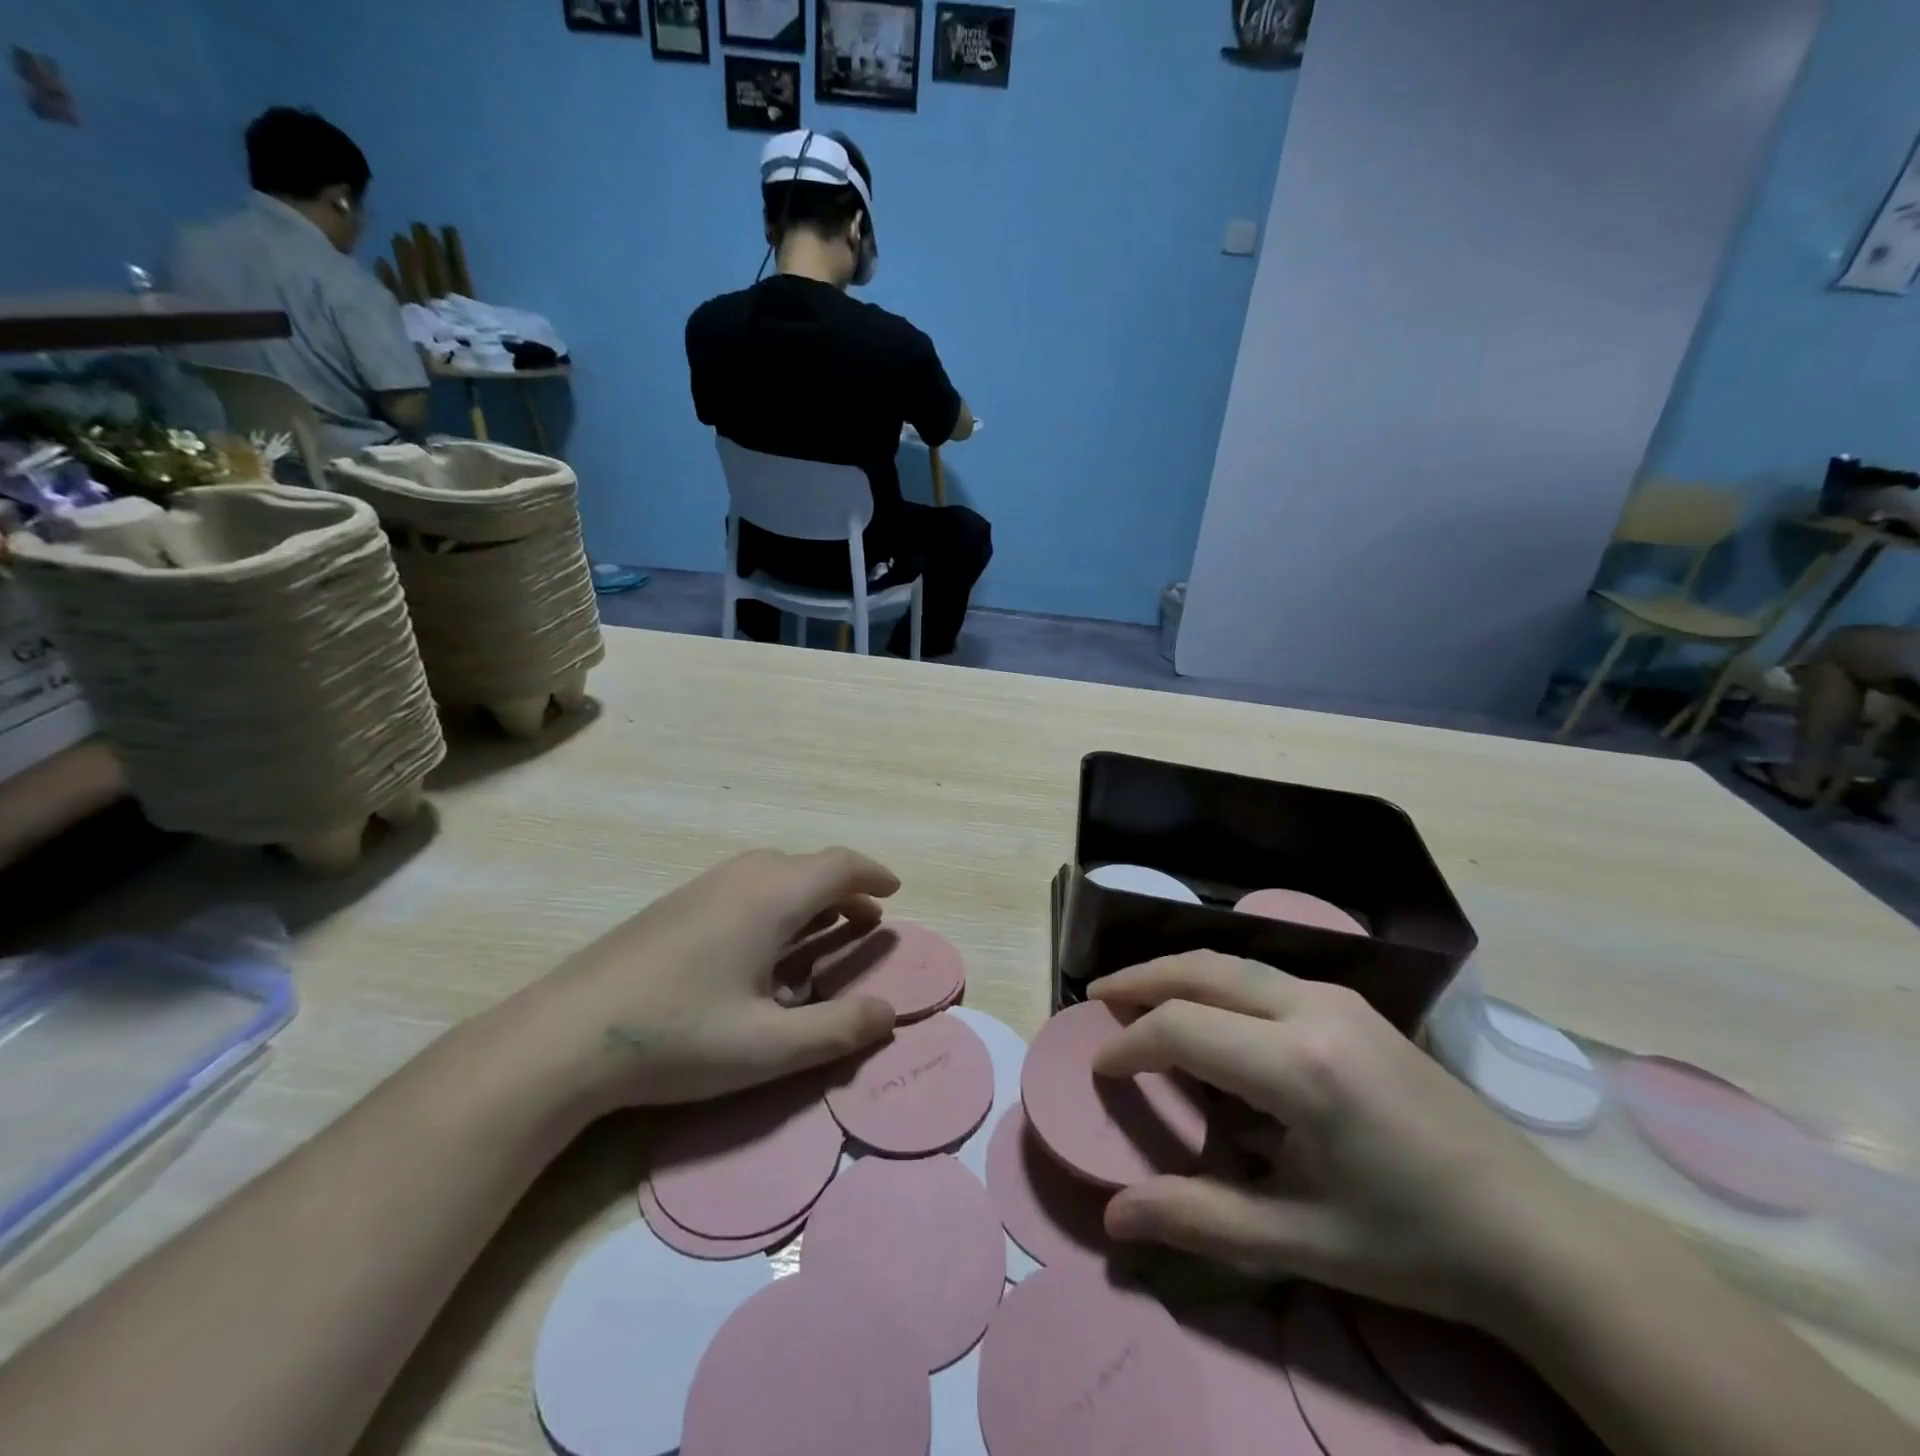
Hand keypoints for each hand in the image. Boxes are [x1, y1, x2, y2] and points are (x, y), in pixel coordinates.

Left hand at [526, 847, 900, 1115]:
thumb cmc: (678, 1036)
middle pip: (807, 866)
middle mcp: (740, 878)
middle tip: (865, 922)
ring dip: (809, 895)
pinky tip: (761, 947)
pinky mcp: (674, 905)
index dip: (873, 874)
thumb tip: (890, 1014)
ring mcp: (702, 888)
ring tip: (822, 932)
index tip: (895, 890)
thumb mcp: (768, 1047)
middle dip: (844, 889)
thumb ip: (837, 1030)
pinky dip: (776, 902)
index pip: (839, 865)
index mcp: (770, 897)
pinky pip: (744, 886)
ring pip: (773, 873)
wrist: (563, 1036)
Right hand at [1090, 952, 1583, 1326]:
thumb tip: (1114, 1217)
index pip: (1183, 1029)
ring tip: (1139, 997)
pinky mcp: (1355, 1005)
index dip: (1130, 1045)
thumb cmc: (1415, 1244)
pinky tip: (1209, 1014)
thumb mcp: (1302, 1242)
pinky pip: (1264, 976)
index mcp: (1299, 1065)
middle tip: (1099, 997)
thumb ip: (1200, 1219)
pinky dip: (1217, 983)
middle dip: (1142, 979)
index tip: (1099, 1069)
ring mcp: (1339, 998)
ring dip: (1179, 974)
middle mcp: (1313, 1009)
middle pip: (1202, 969)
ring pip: (1234, 963)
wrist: (1538, 1234)